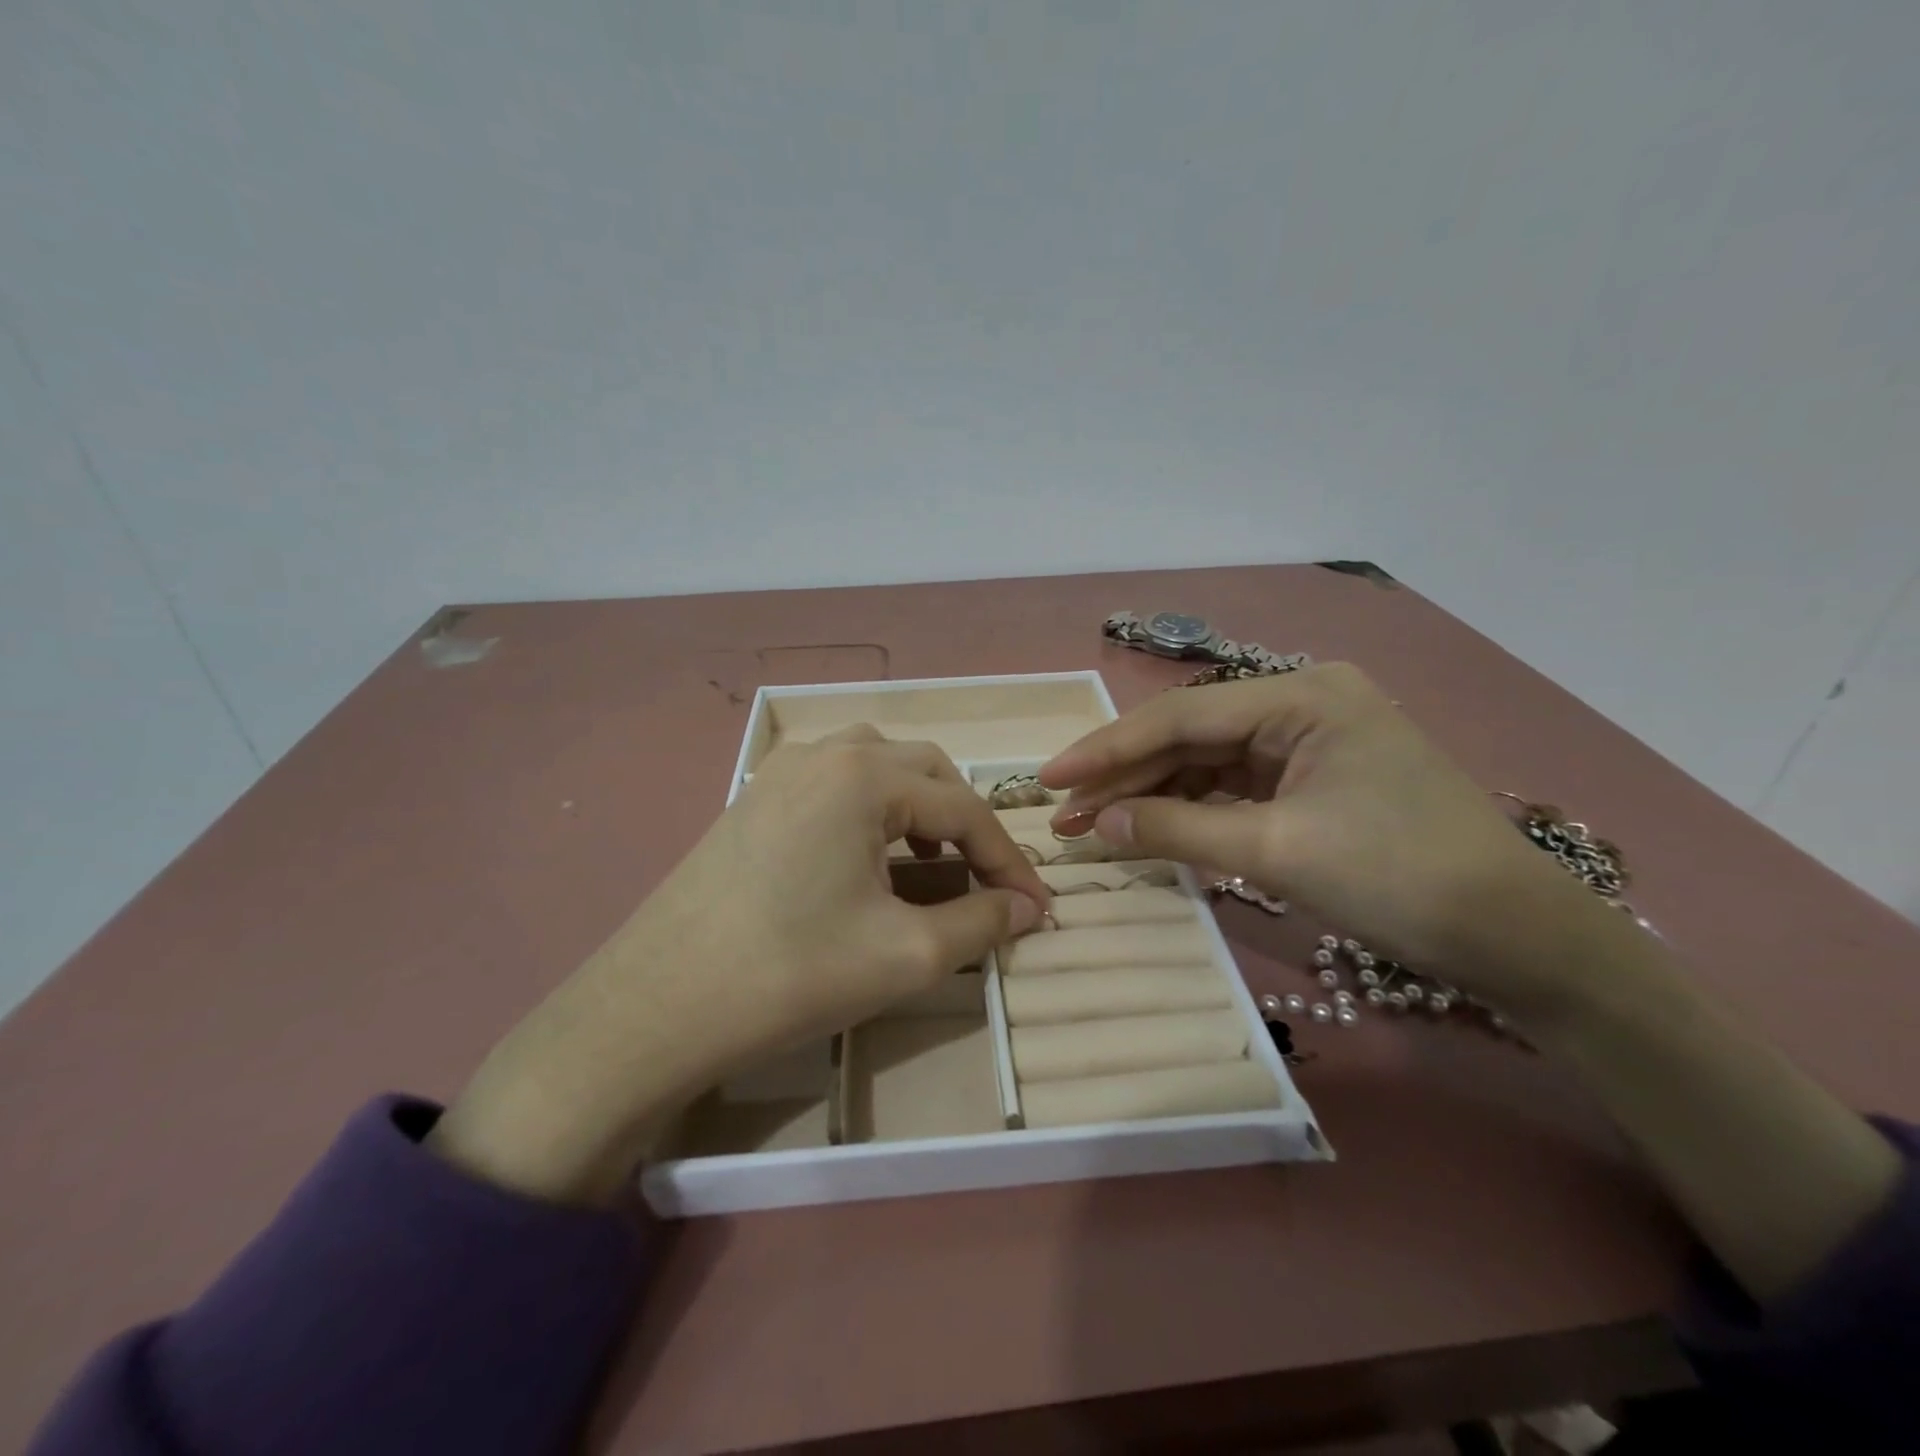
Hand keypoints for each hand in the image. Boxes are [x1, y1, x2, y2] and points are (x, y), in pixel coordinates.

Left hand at [432, 726, 1047, 1203]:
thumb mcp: (906, 955)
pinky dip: (872, 808)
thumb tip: (1028, 910)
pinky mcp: (753, 798)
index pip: (964, 808)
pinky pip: (834, 782)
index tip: (1037, 907)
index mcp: (864, 774)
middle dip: (967, 824)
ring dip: (919, 807)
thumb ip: (981, 923)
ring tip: (933, 861)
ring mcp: (780, 771)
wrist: (656, 1007)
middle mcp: (824, 752)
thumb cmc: (791, 974)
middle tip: (987, 879)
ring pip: (877, 766)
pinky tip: (869, 855)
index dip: (1008, 860)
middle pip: (925, 771)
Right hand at [1056, 668, 1905, 1315]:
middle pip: (1191, 736)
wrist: (1519, 938)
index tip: (1049, 778)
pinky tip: (1152, 826)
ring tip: (1094, 824)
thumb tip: (1097, 822)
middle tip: (1064, 810)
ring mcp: (1311, 741)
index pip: (1181, 717)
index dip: (1107, 749)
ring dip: (1153, 793)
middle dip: (1125, 775)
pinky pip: (1235, 786)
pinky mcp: (1316, 779)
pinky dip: (1192, 808)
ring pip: (1208, 762)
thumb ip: (1177, 828)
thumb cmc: (1402, 878)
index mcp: (1302, 697)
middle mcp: (1303, 703)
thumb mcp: (1277, 851)